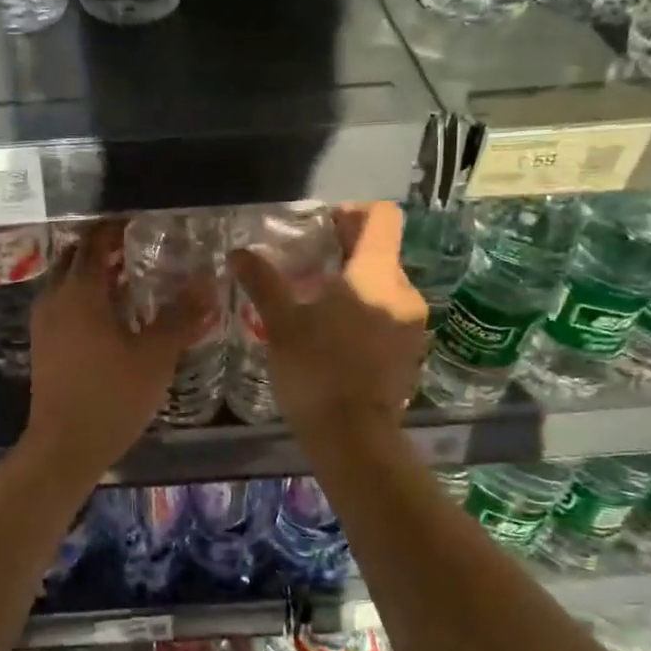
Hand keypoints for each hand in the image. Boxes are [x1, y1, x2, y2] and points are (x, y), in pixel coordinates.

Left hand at [23, 221, 215, 474]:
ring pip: (67, 280)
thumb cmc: (112, 396)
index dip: (116, 227)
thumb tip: (208, 282)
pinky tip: (111, 314)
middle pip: (76, 256)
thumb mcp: (156, 355)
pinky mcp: (43, 344)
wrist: (64, 446)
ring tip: (128, 276)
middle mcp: (55, 298)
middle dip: (103, 246)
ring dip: (93, 272)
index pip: (95, 241)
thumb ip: (182, 316)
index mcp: (80, 292)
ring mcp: (44, 322)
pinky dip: (84, 295)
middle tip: (137, 246)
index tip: (141, 222)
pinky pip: (63, 303)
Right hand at [229, 203, 426, 441]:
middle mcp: (403, 292)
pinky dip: (364, 311)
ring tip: (315, 302)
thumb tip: (239, 252)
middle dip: (345, 252)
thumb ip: (263, 282)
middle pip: (380, 252)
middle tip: (306, 266)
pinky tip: (333, 333)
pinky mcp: (409, 351)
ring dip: (353, 285)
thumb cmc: (317, 372)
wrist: (354, 439)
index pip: (382, 218)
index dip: (353, 212)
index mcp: (377, 274)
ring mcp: (411, 324)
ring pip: (382, 285)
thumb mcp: (283, 324)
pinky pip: (387, 314)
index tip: (324, 225)